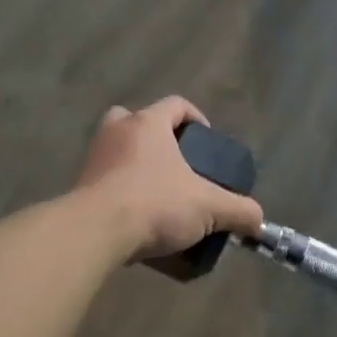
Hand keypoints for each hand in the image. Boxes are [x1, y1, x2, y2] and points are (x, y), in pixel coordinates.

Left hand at [72, 97, 263, 263]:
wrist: (94, 233)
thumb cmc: (155, 204)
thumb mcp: (208, 207)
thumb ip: (238, 211)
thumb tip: (258, 220)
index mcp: (148, 124)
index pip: (176, 104)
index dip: (196, 117)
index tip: (206, 141)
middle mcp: (117, 131)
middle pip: (136, 119)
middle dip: (156, 136)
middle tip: (174, 162)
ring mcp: (94, 158)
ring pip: (116, 148)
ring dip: (133, 162)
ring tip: (154, 190)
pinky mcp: (78, 186)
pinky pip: (103, 178)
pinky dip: (118, 189)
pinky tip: (133, 214)